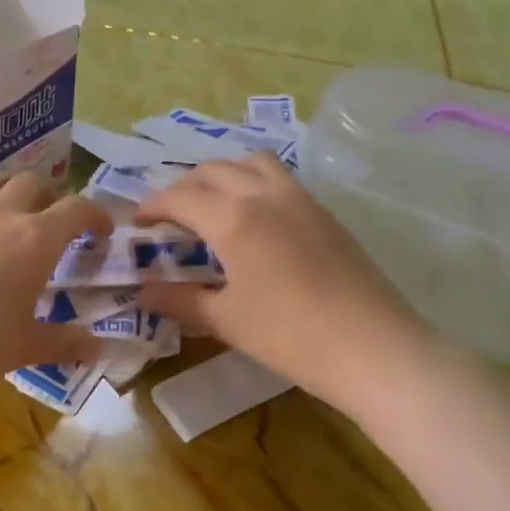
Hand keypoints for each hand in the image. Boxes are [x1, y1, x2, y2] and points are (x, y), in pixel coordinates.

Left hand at [0, 173, 112, 412]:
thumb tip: (101, 347)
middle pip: (31, 183)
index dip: (96, 215)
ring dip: (10, 197)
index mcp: (34, 239)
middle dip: (50, 199)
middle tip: (54, 232)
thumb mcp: (25, 348)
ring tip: (12, 230)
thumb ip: (66, 342)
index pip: (76, 209)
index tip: (102, 233)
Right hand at [135, 155, 435, 410]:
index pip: (180, 197)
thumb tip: (143, 292)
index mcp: (234, 218)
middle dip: (183, 186)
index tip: (137, 222)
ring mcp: (301, 200)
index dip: (152, 206)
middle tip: (169, 216)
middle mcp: (265, 195)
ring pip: (252, 163)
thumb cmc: (290, 335)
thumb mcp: (226, 320)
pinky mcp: (325, 213)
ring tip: (212, 205)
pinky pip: (280, 179)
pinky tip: (255, 220)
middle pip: (214, 170)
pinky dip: (254, 183)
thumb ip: (180, 301)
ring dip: (223, 175)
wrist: (373, 347)